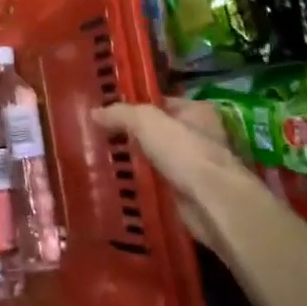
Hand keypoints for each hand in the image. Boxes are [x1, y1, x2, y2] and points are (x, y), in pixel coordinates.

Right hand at [91, 99, 256, 246]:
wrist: (212, 203)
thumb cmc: (184, 151)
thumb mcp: (146, 121)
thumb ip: (121, 114)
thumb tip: (94, 112)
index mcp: (197, 111)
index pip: (161, 103)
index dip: (136, 106)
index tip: (109, 112)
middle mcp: (200, 136)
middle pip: (159, 132)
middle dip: (133, 136)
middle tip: (101, 136)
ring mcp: (195, 167)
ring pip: (157, 159)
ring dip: (136, 162)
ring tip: (103, 161)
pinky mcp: (189, 194)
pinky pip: (158, 183)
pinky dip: (143, 184)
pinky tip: (119, 184)